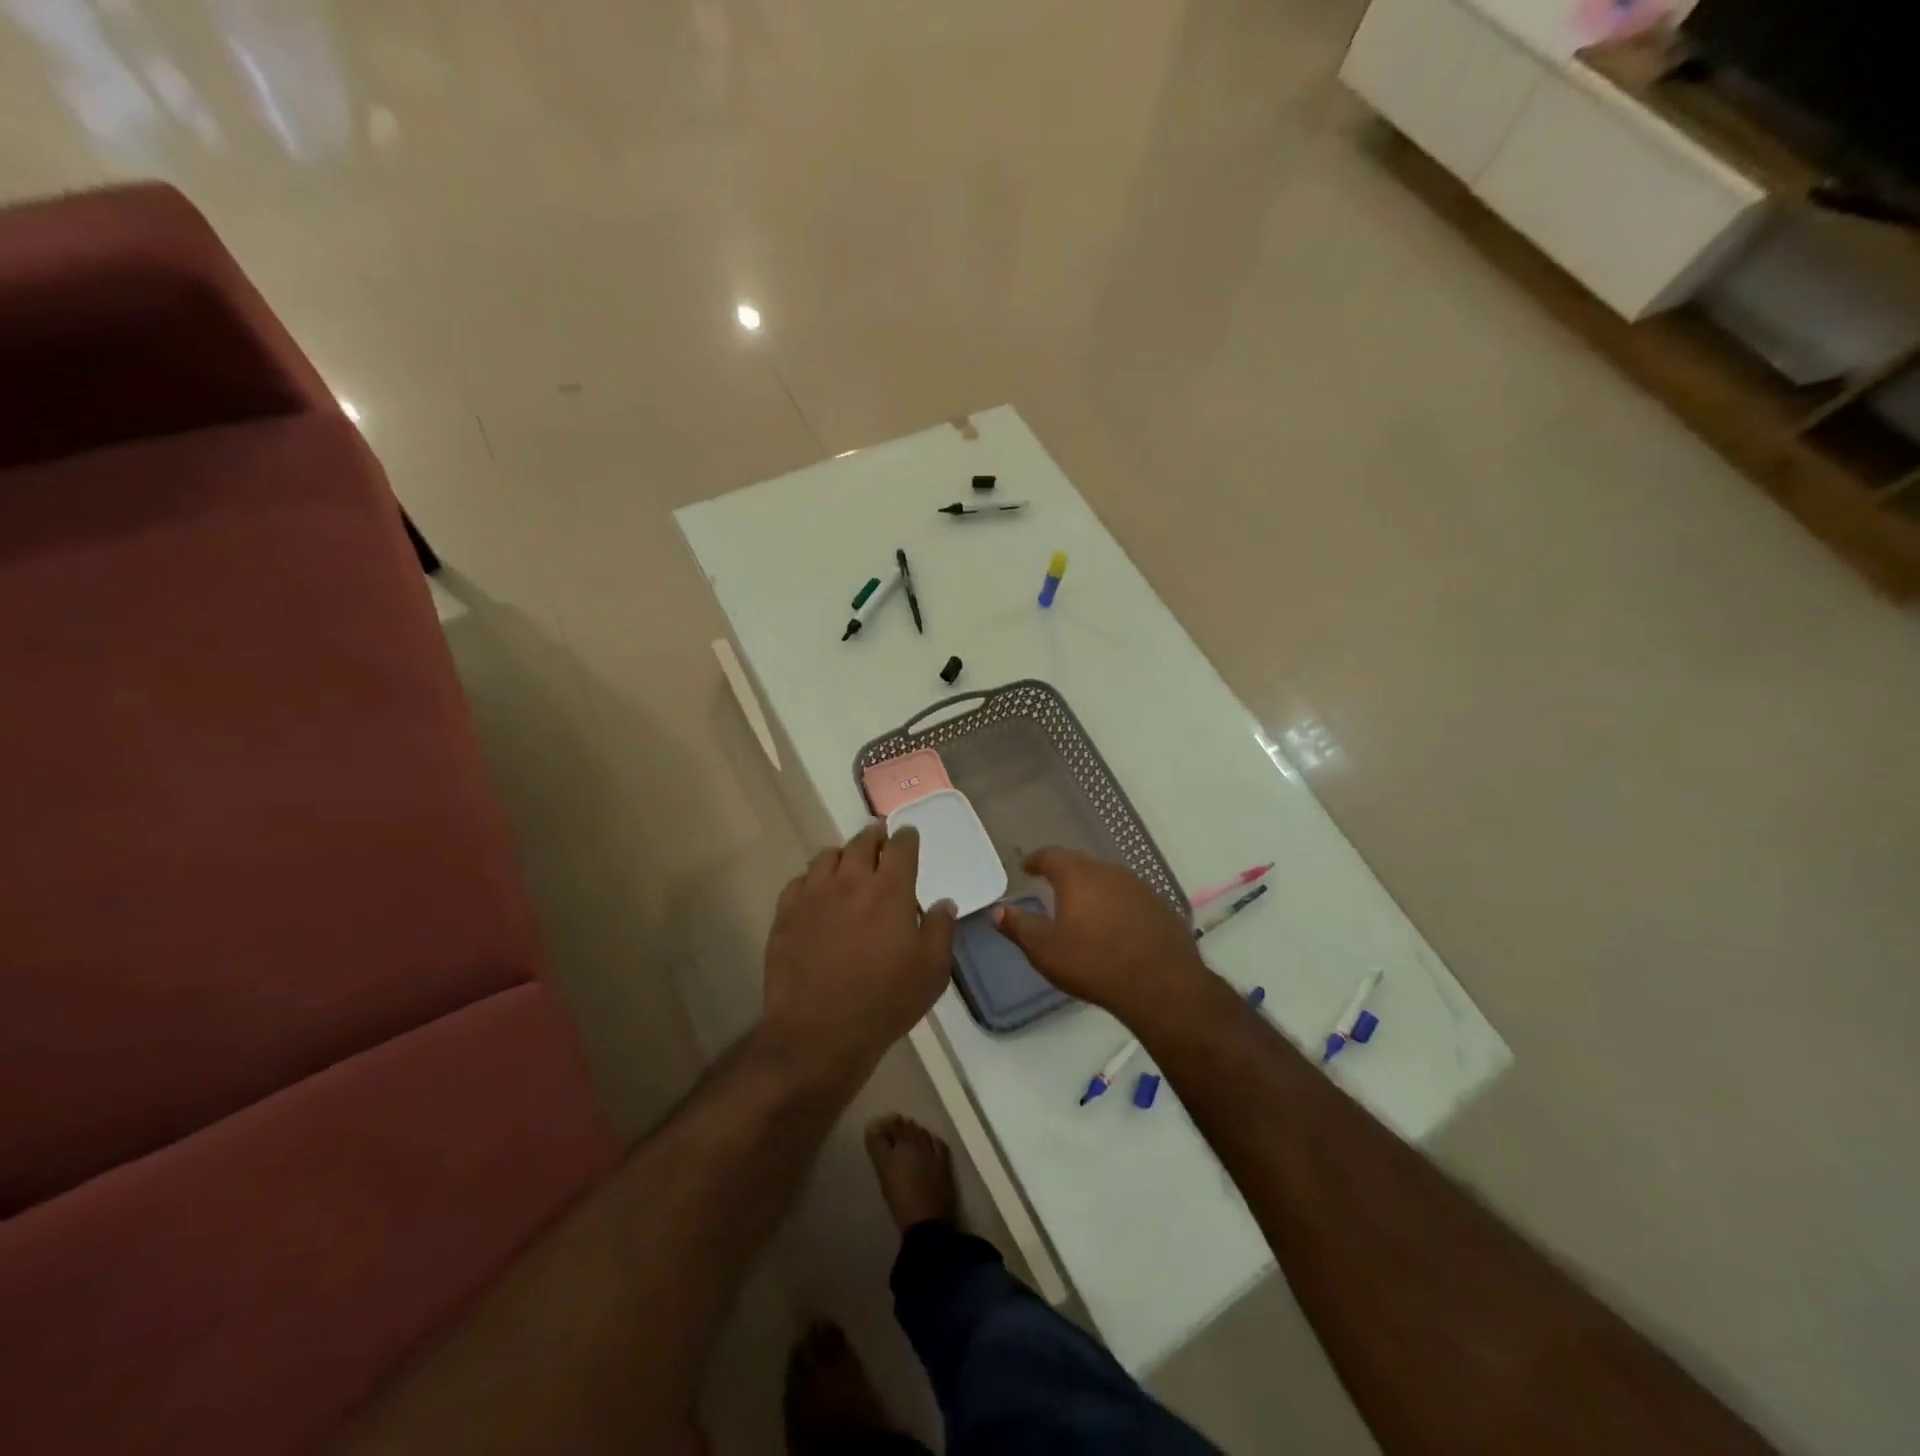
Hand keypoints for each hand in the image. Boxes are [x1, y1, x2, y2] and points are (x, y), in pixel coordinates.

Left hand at [761, 823, 956, 1087]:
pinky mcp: (786, 913)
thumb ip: (940, 930)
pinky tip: (817, 893)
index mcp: (890, 890)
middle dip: (875, 837)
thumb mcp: (932, 971)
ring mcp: (814, 894)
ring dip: (843, 855)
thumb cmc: (884, 1001)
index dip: (907, 837)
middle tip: (880, 841)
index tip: (909, 835)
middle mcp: (851, 880)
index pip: (901, 847)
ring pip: (828, 856)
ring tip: (848, 864)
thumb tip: (944, 903)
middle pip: (862, 842)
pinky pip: (800, 881)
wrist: (818, 1032)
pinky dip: (813, 880)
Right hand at [993, 847, 1208, 1022]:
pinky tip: (1115, 925)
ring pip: (1108, 878)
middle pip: (1081, 862)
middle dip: (1064, 871)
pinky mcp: (1160, 906)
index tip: (1027, 868)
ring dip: (1093, 887)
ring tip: (1082, 906)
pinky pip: (1130, 896)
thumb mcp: (1045, 949)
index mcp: (1078, 875)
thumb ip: (1018, 926)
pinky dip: (1116, 903)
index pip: (1051, 855)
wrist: (1161, 984)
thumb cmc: (1094, 962)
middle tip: (1051, 885)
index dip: (1036, 860)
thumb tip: (997, 910)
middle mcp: (1109, 871)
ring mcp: (1139, 886)